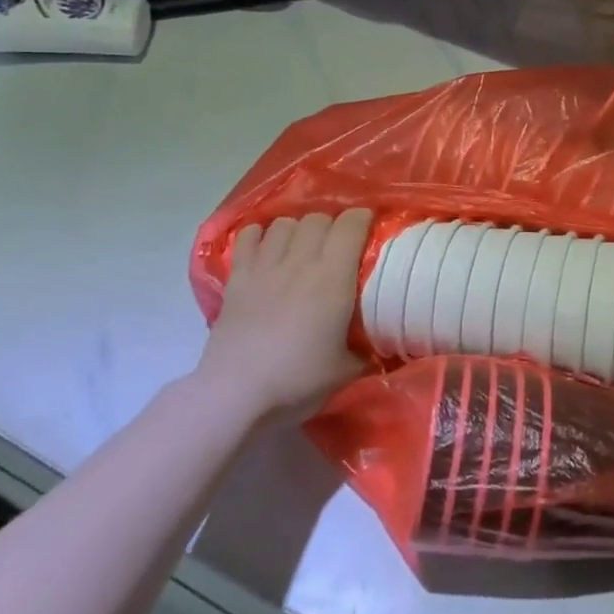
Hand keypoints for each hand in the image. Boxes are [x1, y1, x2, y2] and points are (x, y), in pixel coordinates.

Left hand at [201, 209, 373, 414]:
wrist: (236, 395)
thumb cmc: (297, 380)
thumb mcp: (346, 369)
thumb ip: (365, 347)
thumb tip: (377, 343)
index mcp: (333, 278)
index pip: (351, 225)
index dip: (363, 218)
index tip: (369, 227)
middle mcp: (300, 261)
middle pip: (318, 219)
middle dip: (332, 225)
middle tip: (337, 244)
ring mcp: (264, 267)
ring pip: (285, 223)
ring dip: (298, 229)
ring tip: (302, 246)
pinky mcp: (237, 278)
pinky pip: (247, 237)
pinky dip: (259, 234)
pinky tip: (266, 246)